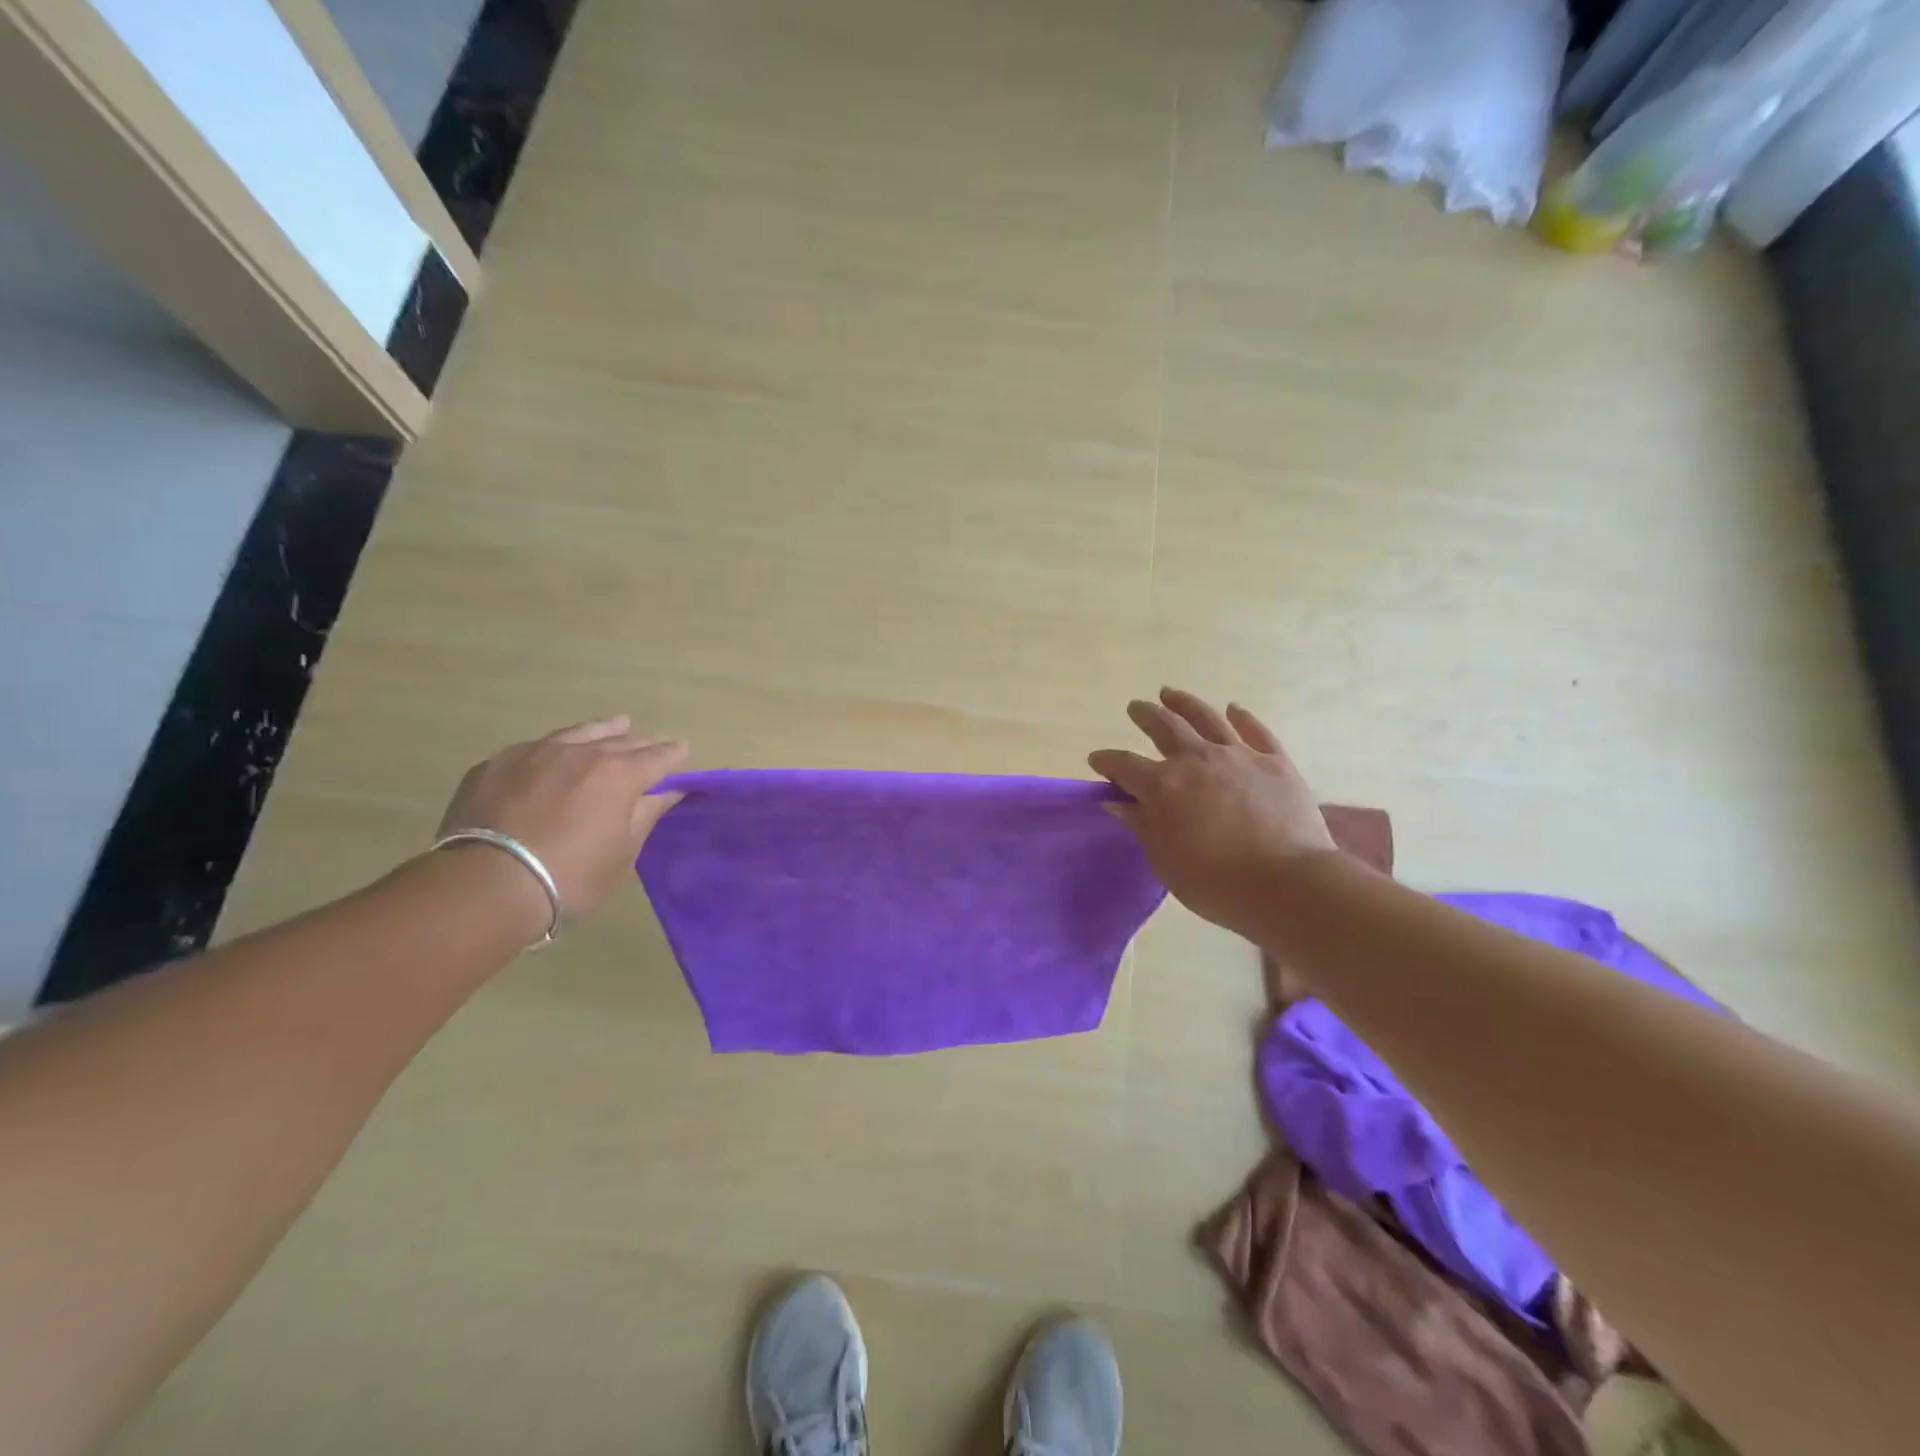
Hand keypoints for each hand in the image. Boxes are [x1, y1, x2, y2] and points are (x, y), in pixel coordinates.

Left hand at [437, 715, 687, 919]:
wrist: (485, 886)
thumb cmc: (570, 876)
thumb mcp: (622, 853)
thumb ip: (647, 815)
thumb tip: (670, 791)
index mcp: (620, 774)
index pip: (659, 756)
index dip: (674, 754)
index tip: (683, 751)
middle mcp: (582, 753)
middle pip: (622, 740)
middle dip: (643, 743)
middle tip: (654, 745)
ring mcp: (536, 753)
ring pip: (580, 732)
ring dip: (604, 730)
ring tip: (617, 724)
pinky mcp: (497, 763)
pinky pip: (538, 746)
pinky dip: (559, 747)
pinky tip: (557, 753)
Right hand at [1089, 689, 1335, 938]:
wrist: (1287, 882)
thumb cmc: (1215, 882)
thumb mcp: (1165, 860)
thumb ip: (1141, 825)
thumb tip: (1117, 801)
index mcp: (1162, 785)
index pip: (1124, 765)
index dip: (1107, 761)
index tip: (1097, 760)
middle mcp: (1196, 759)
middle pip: (1164, 727)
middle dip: (1145, 715)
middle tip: (1136, 707)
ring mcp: (1238, 755)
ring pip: (1206, 717)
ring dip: (1184, 703)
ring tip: (1170, 693)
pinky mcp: (1275, 761)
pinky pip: (1256, 730)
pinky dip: (1242, 717)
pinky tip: (1234, 709)